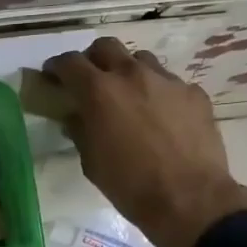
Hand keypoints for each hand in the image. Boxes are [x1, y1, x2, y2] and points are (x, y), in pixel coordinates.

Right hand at [42, 37, 246, 246]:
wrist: (190, 199)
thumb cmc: (129, 185)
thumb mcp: (91, 161)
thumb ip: (80, 130)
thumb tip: (76, 117)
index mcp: (99, 91)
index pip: (69, 62)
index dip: (56, 67)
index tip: (52, 76)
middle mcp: (131, 75)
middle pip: (105, 46)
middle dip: (92, 59)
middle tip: (90, 80)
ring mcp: (167, 81)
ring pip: (140, 59)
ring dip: (127, 71)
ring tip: (128, 95)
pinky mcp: (194, 93)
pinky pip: (169, 82)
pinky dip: (157, 92)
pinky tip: (161, 116)